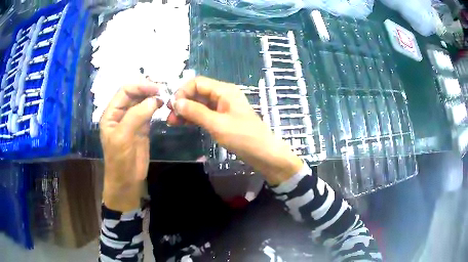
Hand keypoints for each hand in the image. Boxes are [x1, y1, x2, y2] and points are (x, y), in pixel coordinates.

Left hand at [100, 80, 162, 211]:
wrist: (127, 180)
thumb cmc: (119, 159)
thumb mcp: (123, 136)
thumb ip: (136, 116)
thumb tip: (155, 99)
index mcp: (111, 113)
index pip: (124, 91)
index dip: (139, 86)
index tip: (156, 88)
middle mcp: (121, 113)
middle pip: (134, 94)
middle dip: (147, 89)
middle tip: (163, 90)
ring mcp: (132, 120)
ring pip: (142, 102)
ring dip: (152, 97)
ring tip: (165, 96)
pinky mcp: (142, 128)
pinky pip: (149, 112)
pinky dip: (156, 107)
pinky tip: (163, 105)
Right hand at [167, 77, 302, 184]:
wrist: (264, 153)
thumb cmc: (243, 137)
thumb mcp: (217, 124)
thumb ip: (195, 112)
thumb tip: (176, 102)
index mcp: (224, 90)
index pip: (197, 82)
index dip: (183, 91)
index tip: (172, 106)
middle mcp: (223, 95)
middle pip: (197, 93)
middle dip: (182, 102)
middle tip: (169, 117)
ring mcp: (223, 107)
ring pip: (200, 104)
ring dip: (186, 111)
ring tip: (172, 122)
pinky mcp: (223, 118)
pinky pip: (205, 113)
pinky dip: (194, 118)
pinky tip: (184, 124)